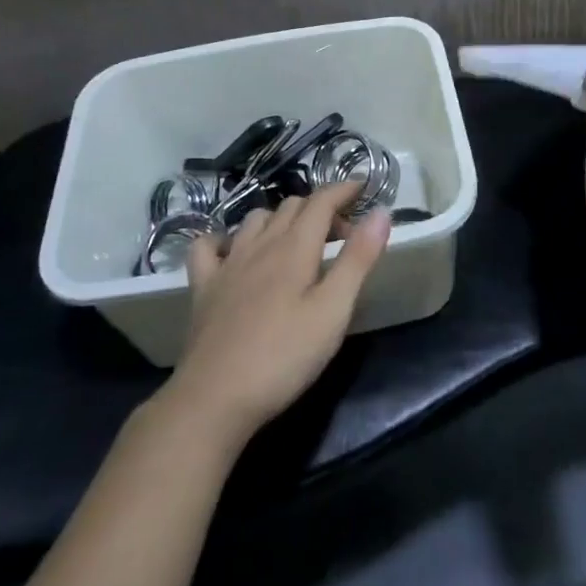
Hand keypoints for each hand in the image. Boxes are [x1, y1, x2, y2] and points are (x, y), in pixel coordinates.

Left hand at [165, 183, 391, 443]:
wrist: (214, 398)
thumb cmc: (283, 356)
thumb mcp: (333, 311)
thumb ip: (358, 259)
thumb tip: (381, 212)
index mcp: (295, 246)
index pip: (322, 201)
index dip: (343, 190)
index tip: (363, 187)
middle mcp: (260, 244)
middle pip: (292, 206)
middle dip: (319, 208)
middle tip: (341, 234)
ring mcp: (228, 263)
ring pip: (255, 219)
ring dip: (280, 219)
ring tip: (296, 241)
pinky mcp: (203, 287)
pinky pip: (209, 245)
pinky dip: (224, 238)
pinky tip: (234, 252)